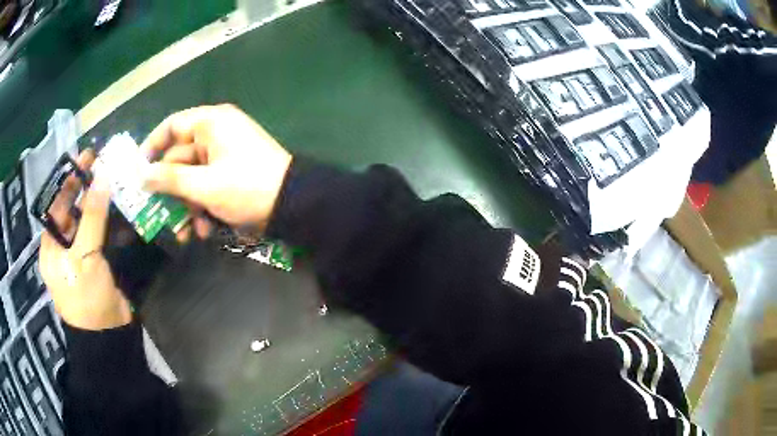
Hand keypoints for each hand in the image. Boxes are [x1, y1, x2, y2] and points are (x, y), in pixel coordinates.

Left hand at [39, 150, 132, 330]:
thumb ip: (91, 217)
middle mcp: (63, 246)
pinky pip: (101, 233)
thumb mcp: (83, 257)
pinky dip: (110, 219)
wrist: (109, 336)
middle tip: (102, 162)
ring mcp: (81, 254)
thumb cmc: (85, 298)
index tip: (85, 158)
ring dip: (100, 201)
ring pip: (88, 219)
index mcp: (51, 246)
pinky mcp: (98, 261)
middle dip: (85, 187)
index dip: (69, 180)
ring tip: (114, 178)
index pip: (56, 205)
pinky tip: (120, 205)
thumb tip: (102, 176)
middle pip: (72, 209)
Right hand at [140, 104, 292, 237]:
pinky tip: (205, 231)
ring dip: (186, 206)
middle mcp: (216, 133)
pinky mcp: (231, 174)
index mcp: (211, 123)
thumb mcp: (203, 186)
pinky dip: (203, 207)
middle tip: (157, 215)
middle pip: (179, 158)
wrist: (295, 205)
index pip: (171, 126)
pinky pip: (207, 186)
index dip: (151, 147)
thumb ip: (170, 179)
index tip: (138, 171)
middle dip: (170, 191)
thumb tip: (142, 175)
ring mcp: (224, 155)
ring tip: (184, 234)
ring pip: (192, 177)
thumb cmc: (246, 188)